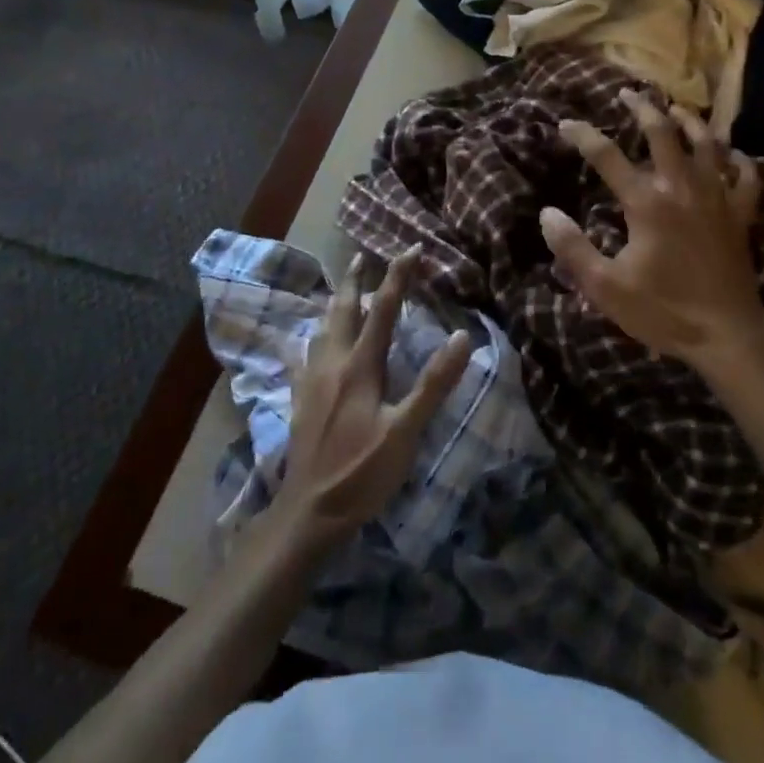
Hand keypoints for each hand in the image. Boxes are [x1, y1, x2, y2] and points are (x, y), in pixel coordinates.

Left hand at [270, 249, 473, 552]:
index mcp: (360, 366)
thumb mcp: (405, 432)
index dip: (399, 277)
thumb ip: (434, 384)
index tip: (412, 249)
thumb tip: (463, 336)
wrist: (308, 513)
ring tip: (341, 290)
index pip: (384, 310)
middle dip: (355, 280)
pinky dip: (310, 339)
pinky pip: (303, 356)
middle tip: (362, 256)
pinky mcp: (300, 400)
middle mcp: (332, 364)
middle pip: (343, 310)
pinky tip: (306, 344)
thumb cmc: (362, 473)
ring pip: (322, 329)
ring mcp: (311, 381)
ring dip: (335, 304)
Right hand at [541, 91, 763, 387]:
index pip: (607, 156)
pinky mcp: (741, 215)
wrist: (727, 335)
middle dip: (642, 108)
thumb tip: (548, 213)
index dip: (583, 135)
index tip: (566, 123)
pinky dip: (739, 160)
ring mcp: (717, 198)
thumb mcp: (606, 287)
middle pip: (663, 132)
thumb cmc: (664, 311)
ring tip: (675, 109)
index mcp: (646, 202)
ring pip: (707, 143)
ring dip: (690, 121)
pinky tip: (731, 155)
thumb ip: (573, 248)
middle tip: (627, 94)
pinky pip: (746, 176)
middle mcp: (682, 188)